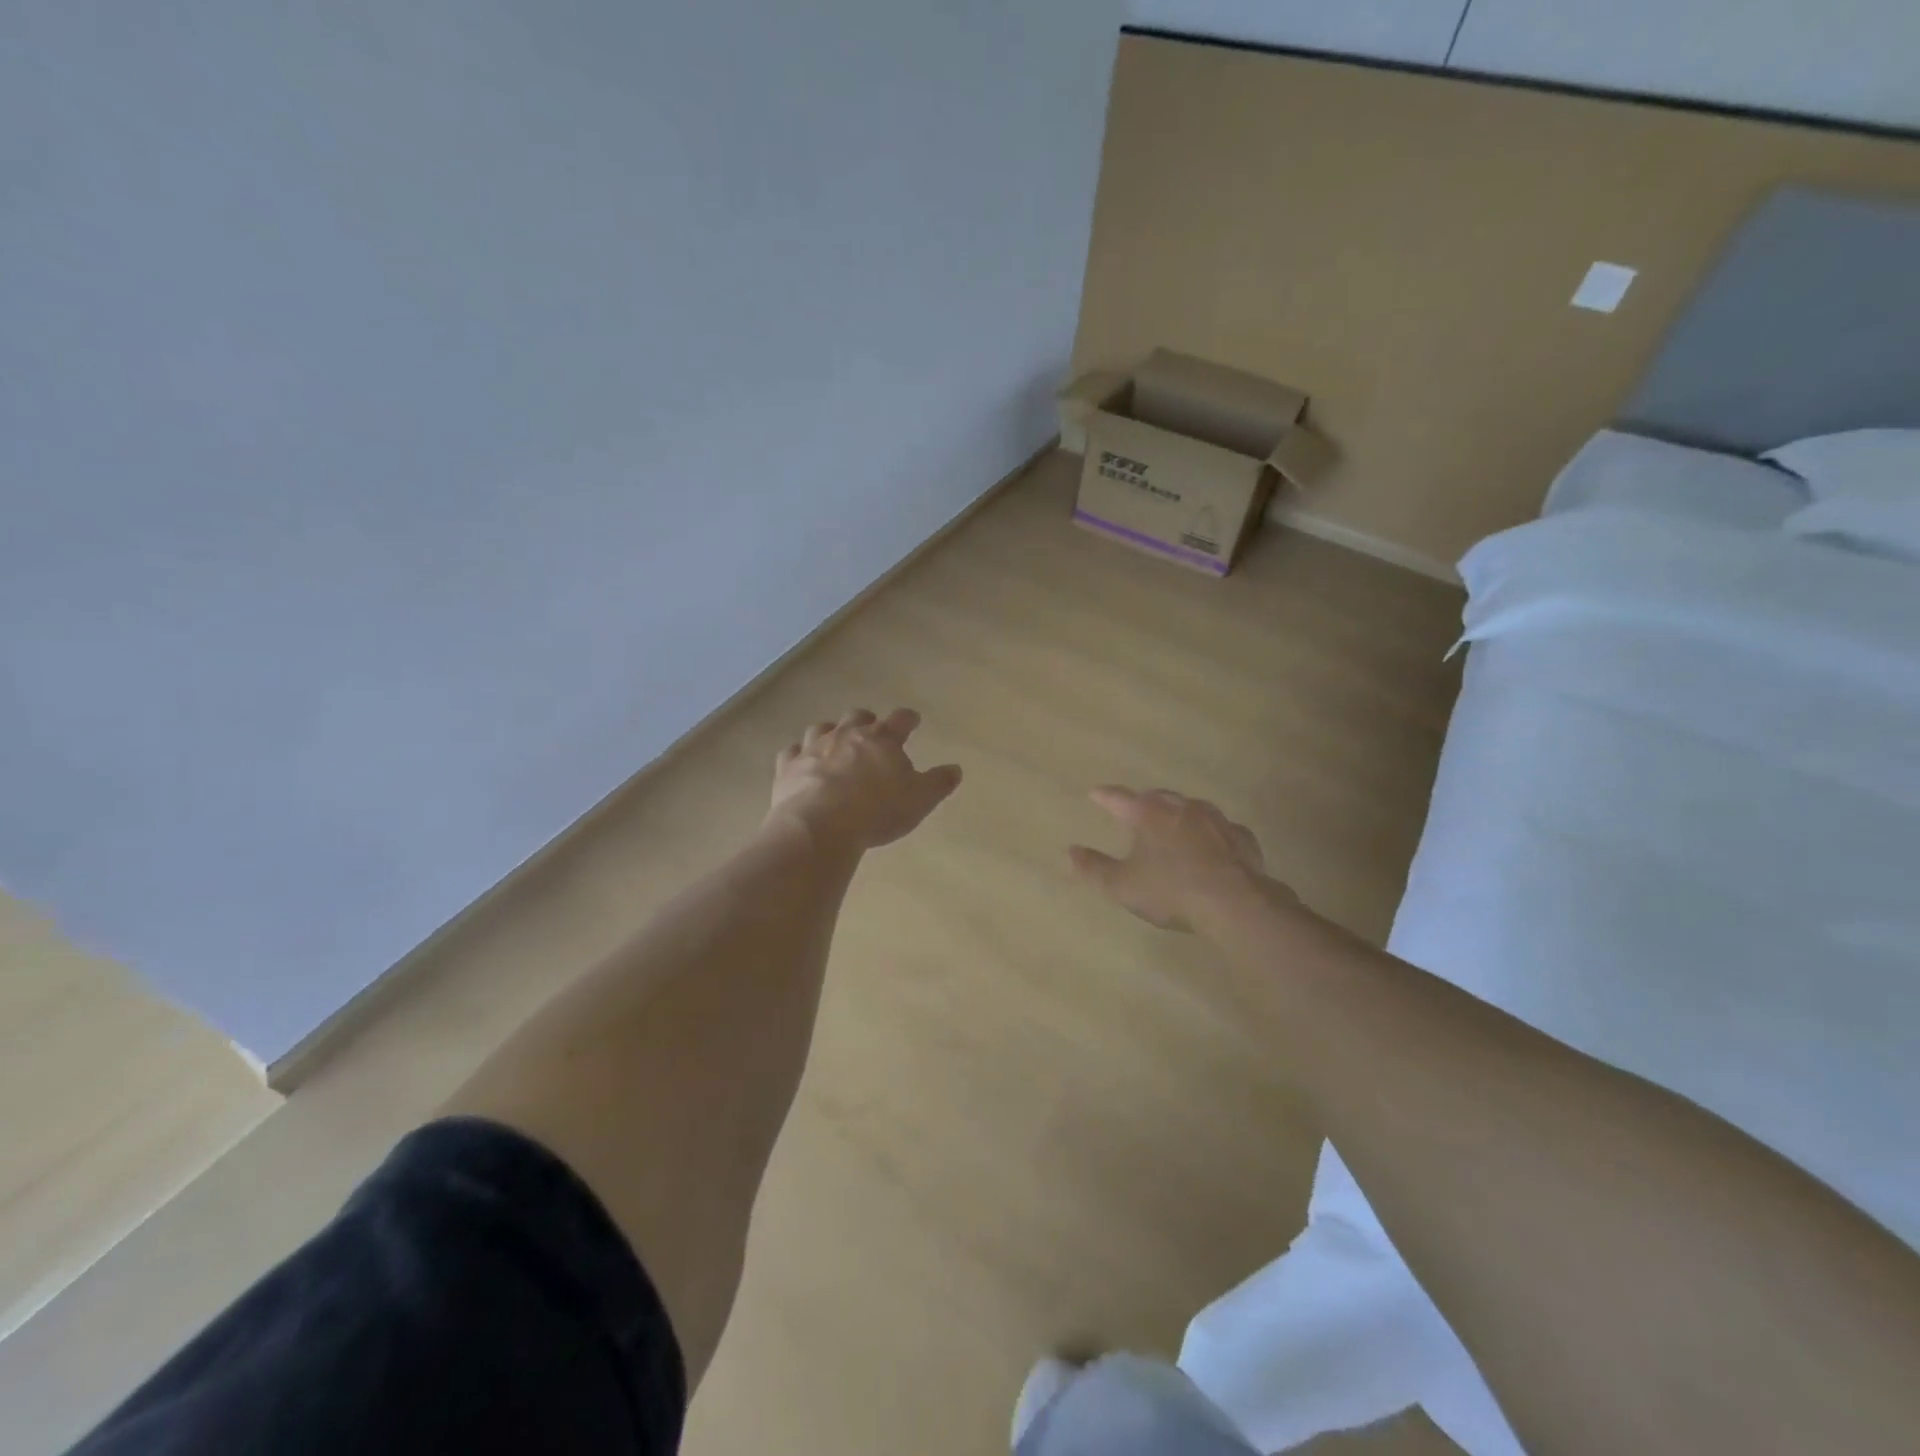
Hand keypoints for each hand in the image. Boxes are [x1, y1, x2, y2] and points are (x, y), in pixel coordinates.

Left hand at [767, 708, 961, 852]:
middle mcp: (847, 735)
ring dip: (830, 732)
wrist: (821, 824)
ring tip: (834, 742)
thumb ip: (938, 783)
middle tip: (871, 728)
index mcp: (882, 739)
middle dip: (866, 721)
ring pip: (822, 729)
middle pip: (858, 717)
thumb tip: (955, 769)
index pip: (900, 720)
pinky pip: (791, 752)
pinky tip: (799, 761)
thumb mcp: (919, 800)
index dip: (908, 719)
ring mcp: (814, 748)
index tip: (913, 720)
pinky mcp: (788, 767)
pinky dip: (798, 754)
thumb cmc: (877, 810)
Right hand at [1069, 786, 1282, 931]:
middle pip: (1158, 797)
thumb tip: (1071, 851)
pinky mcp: (1241, 837)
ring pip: (1192, 808)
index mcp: (1149, 814)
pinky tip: (1212, 846)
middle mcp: (1182, 807)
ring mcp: (1215, 820)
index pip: (1120, 798)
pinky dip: (1211, 834)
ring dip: (1179, 813)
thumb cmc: (1170, 891)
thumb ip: (1094, 868)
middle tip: (1136, 808)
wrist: (1233, 903)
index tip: (1095, 792)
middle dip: (1144, 801)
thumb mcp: (1122, 886)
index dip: (1105, 796)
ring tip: (1173, 824)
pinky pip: (1221, 829)